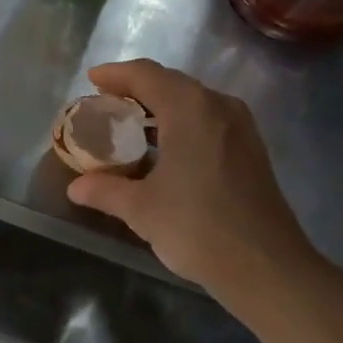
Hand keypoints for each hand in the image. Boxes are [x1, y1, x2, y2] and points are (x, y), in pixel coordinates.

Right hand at [66, 60, 312, 295]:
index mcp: (190, 108)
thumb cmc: (197, 227)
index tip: (91, 80)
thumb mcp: (141, 209)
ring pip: (192, 102)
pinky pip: (207, 120)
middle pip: (171, 83)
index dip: (115, 74)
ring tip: (129, 125)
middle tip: (105, 103)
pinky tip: (164, 149)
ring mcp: (240, 127)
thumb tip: (76, 187)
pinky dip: (180, 124)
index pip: (146, 75)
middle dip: (136, 89)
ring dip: (160, 107)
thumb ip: (105, 190)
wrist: (267, 268)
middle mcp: (218, 106)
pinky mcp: (251, 149)